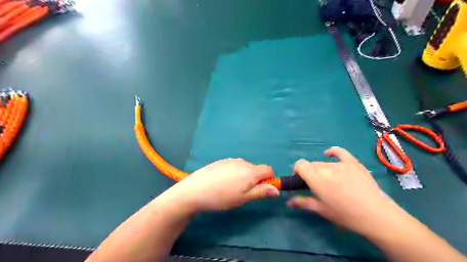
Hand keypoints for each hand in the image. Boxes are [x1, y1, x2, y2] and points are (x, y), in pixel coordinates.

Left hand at [164, 157, 277, 212]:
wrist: (195, 190)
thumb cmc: (222, 197)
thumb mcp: (243, 198)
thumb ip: (261, 192)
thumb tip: (277, 190)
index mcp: (250, 171)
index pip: (268, 169)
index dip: (269, 179)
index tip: (261, 190)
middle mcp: (242, 162)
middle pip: (256, 169)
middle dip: (255, 180)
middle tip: (243, 193)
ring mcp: (230, 160)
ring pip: (244, 168)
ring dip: (244, 177)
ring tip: (230, 189)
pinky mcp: (221, 161)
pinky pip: (234, 166)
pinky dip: (234, 174)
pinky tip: (222, 183)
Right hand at [289, 147, 397, 234]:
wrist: (376, 215)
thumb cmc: (345, 215)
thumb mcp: (321, 210)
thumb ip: (303, 202)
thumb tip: (288, 201)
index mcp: (316, 178)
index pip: (300, 164)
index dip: (297, 170)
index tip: (300, 180)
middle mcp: (327, 167)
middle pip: (312, 165)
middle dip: (311, 173)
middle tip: (318, 186)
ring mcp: (341, 163)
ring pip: (324, 163)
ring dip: (322, 170)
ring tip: (331, 182)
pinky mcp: (353, 162)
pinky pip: (340, 152)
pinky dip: (332, 152)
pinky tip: (329, 154)